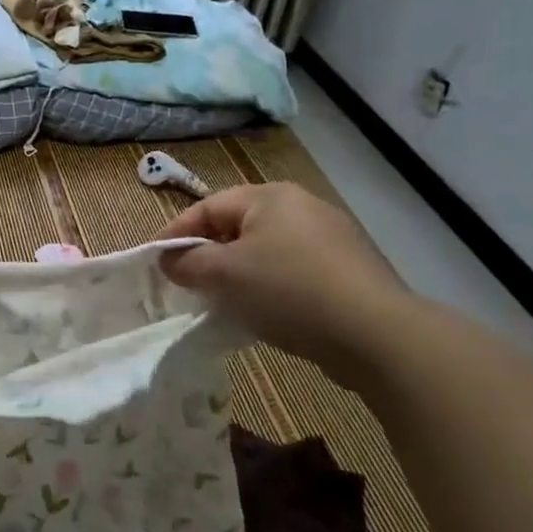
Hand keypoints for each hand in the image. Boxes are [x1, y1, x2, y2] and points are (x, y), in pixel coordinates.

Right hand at [157, 183, 408, 375]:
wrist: (377, 335)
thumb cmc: (288, 290)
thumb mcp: (224, 275)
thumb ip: (187, 263)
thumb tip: (169, 260)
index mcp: (270, 196)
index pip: (207, 207)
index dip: (175, 234)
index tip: (155, 262)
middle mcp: (302, 206)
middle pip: (237, 226)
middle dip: (208, 254)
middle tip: (188, 284)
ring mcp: (332, 238)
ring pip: (266, 250)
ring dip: (239, 273)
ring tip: (223, 302)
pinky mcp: (350, 270)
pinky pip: (294, 271)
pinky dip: (271, 287)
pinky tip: (267, 313)